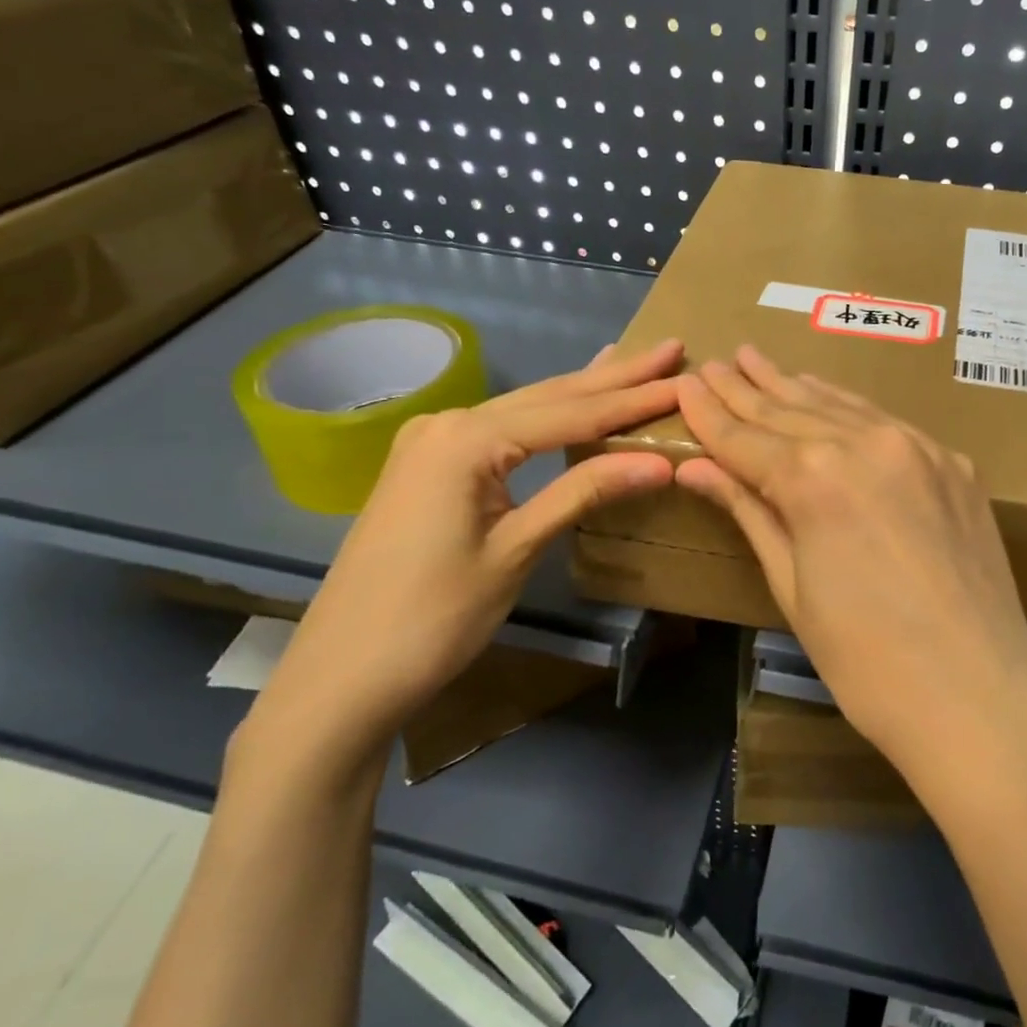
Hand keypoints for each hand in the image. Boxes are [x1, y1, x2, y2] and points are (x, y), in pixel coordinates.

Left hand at [236, 339, 684, 778]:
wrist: (342, 674)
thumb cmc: (432, 617)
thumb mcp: (516, 550)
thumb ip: (583, 493)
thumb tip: (658, 463)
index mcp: (468, 439)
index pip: (571, 413)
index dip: (632, 400)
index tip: (683, 380)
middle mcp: (448, 424)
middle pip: (549, 397)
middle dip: (614, 377)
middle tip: (669, 351)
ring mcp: (432, 443)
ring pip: (525, 409)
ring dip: (582, 391)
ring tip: (632, 364)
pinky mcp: (428, 467)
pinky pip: (502, 429)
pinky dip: (546, 415)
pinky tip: (565, 398)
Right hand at [674, 346, 1026, 777]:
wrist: (979, 700)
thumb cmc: (866, 662)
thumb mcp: (792, 588)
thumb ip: (750, 513)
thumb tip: (698, 468)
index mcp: (815, 478)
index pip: (746, 437)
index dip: (710, 413)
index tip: (685, 384)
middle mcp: (866, 443)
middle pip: (790, 410)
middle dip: (745, 388)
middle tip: (715, 361)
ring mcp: (918, 448)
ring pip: (839, 405)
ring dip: (794, 386)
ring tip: (758, 361)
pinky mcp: (954, 463)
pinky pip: (886, 422)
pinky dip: (847, 408)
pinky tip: (827, 397)